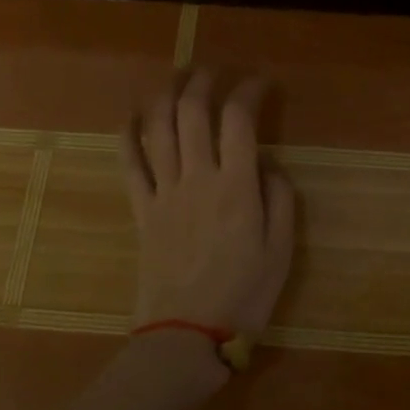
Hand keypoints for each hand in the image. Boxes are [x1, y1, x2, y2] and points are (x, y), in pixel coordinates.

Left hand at [122, 70, 296, 337]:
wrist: (186, 337)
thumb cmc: (243, 295)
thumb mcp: (281, 250)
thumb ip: (280, 199)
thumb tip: (268, 164)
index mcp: (236, 187)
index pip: (239, 120)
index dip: (249, 92)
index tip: (260, 83)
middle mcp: (197, 179)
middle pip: (193, 113)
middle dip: (203, 83)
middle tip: (213, 72)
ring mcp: (164, 192)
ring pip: (158, 130)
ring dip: (166, 96)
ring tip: (176, 79)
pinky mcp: (142, 210)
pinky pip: (129, 165)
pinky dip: (128, 135)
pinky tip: (132, 116)